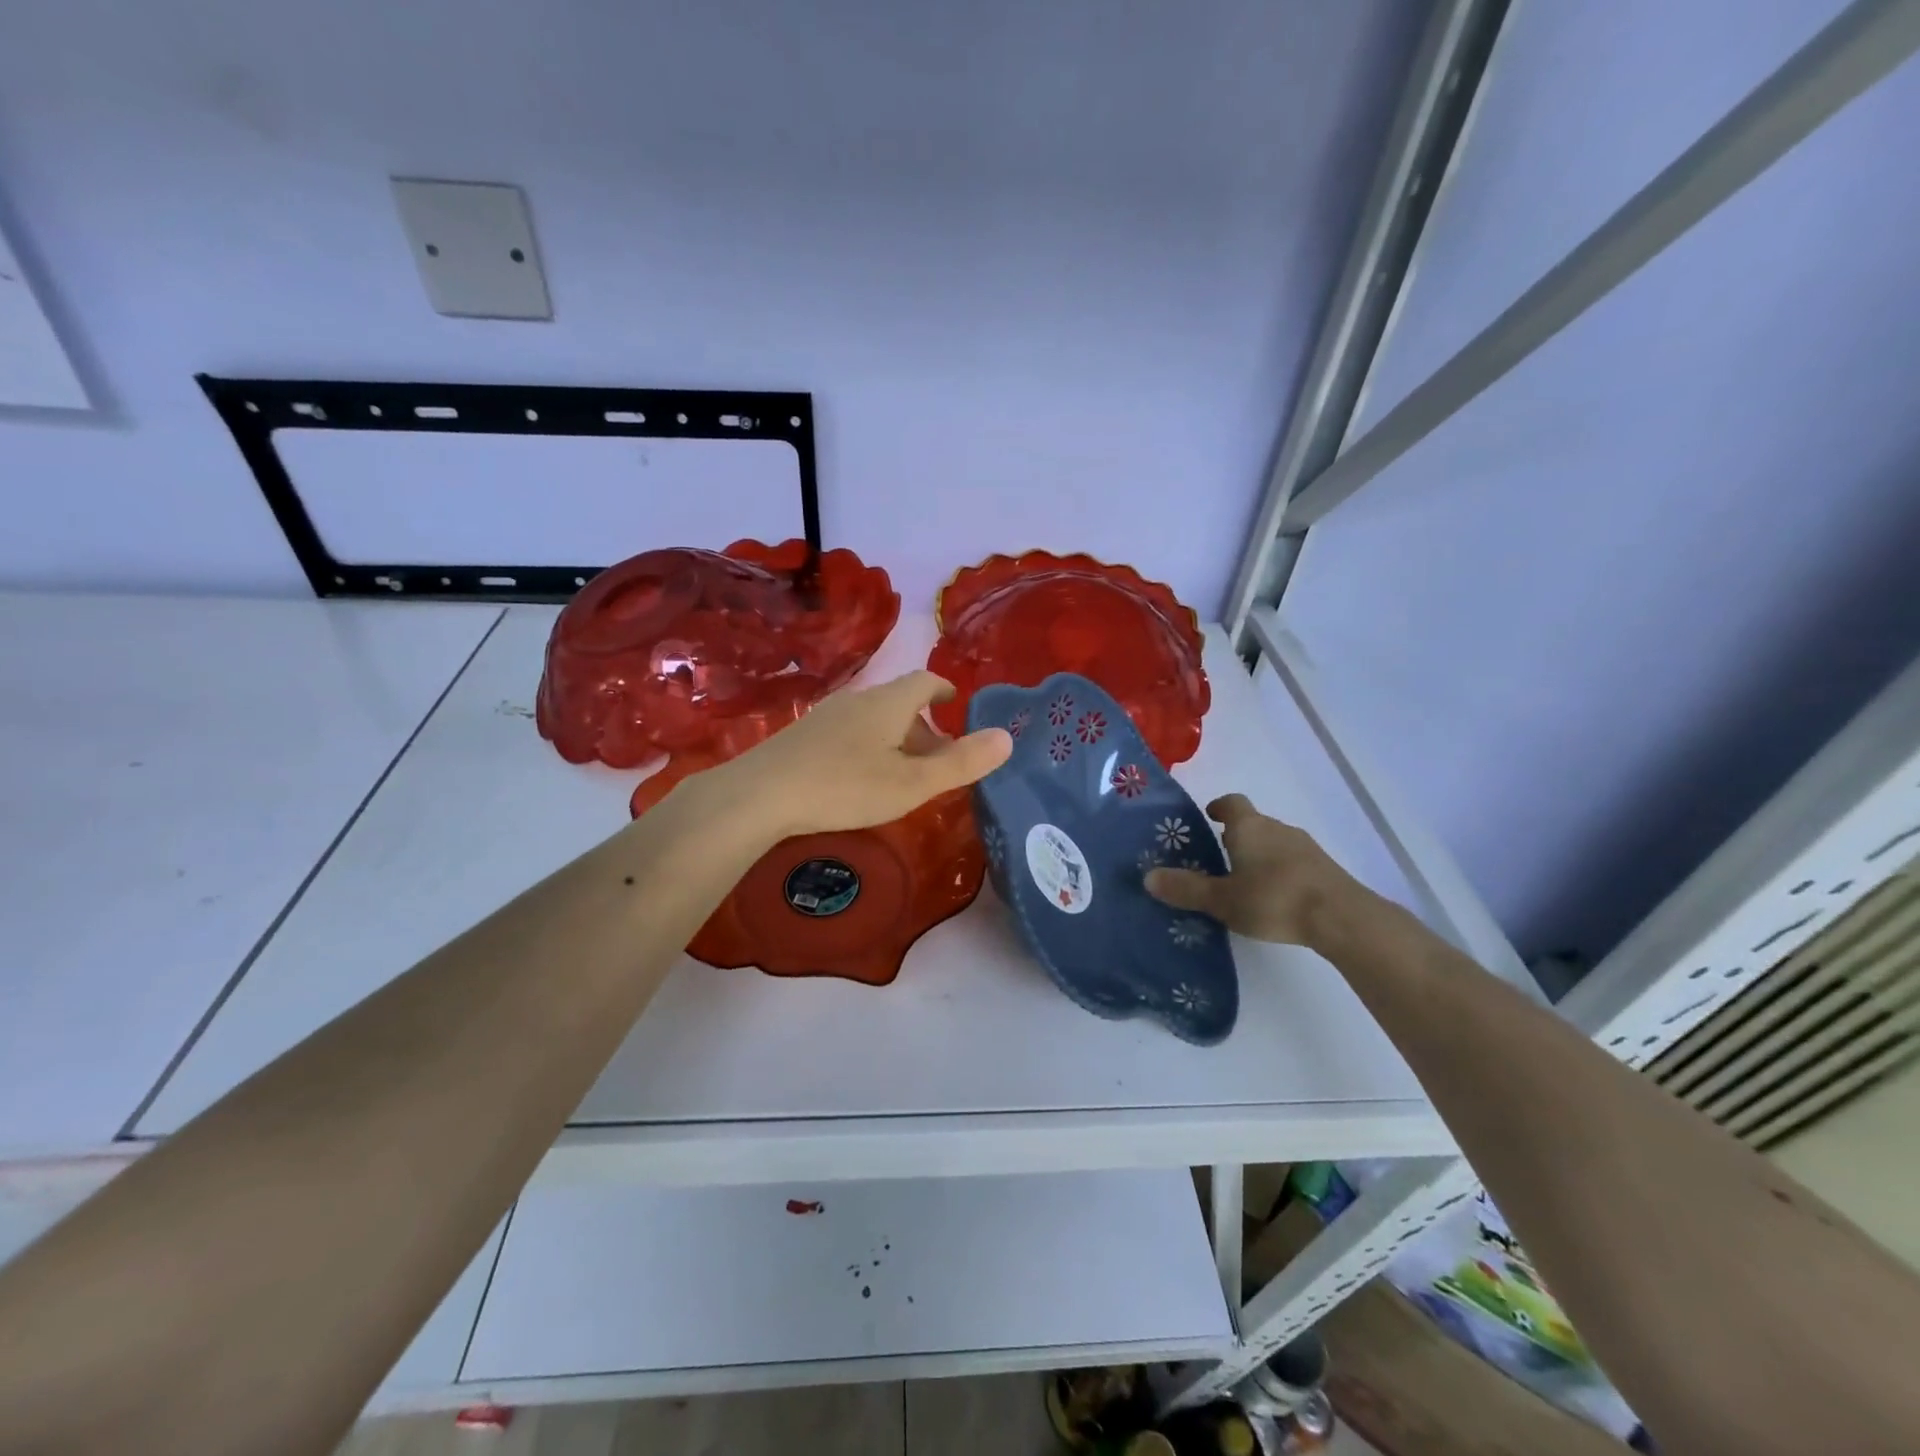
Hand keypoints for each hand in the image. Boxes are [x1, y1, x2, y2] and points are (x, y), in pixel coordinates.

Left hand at [705, 671, 1012, 838]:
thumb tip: (1007, 738)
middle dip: (925, 725)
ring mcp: (826, 716)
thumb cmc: (845, 786)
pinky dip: (870, 747)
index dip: (945, 691)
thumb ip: (961, 763)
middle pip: (900, 702)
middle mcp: (858, 700)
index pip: (925, 681)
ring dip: (896, 738)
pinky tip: (862, 778)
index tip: (957, 705)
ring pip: (874, 719)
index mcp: (888, 703)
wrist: (760, 795)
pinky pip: (850, 732)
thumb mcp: (913, 782)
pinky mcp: (803, 736)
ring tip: (905, 772)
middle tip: (940, 757)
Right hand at [1144, 793, 1363, 947]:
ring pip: (1274, 843)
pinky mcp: (1324, 869)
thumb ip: (1186, 889)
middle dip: (1235, 837)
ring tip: (1243, 883)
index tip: (1208, 817)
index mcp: (1249, 827)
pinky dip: (1279, 872)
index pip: (1232, 803)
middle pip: (1252, 824)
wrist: (1342, 917)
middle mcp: (1277, 829)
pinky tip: (1274, 897)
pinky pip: (1293, 862)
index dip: (1219, 808)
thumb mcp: (1222, 899)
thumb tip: (1148, 877)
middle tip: (1216, 859)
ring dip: (1258, 855)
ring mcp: (1305, 847)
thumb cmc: (1273, 899)